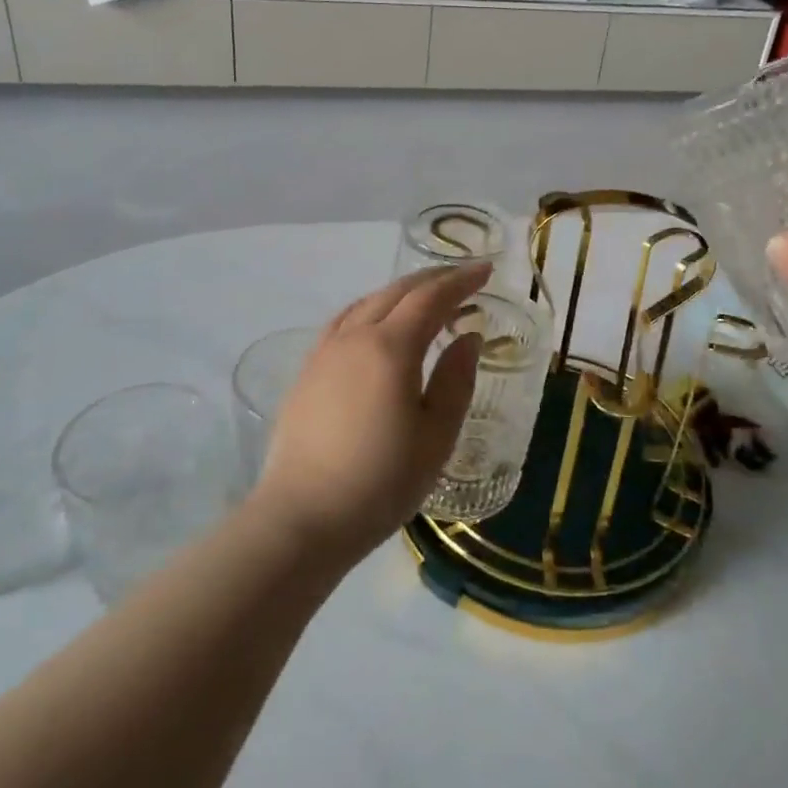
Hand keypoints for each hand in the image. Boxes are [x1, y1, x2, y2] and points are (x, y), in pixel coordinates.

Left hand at [248, 263, 488, 562]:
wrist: (302, 518)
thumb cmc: (380, 482)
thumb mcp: (436, 437)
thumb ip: (456, 380)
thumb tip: (468, 336)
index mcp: (390, 348)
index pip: (431, 298)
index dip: (461, 281)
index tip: (485, 269)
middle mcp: (355, 337)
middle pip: (397, 291)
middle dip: (433, 278)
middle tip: (462, 277)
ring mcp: (325, 351)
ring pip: (368, 302)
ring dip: (401, 291)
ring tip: (424, 295)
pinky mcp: (307, 370)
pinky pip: (344, 320)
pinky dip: (371, 307)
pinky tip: (375, 321)